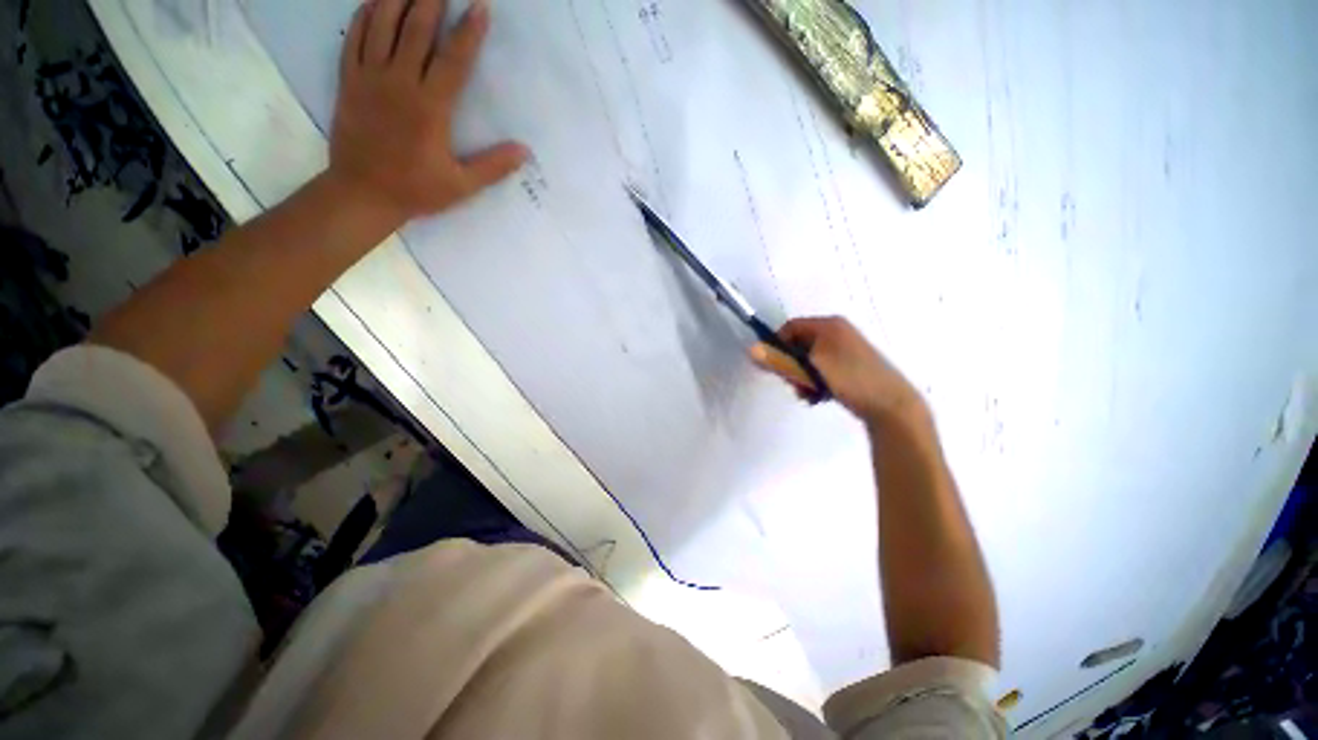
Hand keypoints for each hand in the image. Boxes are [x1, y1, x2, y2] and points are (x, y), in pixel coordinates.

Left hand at [327, 0, 528, 224]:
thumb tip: (524, 151)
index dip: (469, 32)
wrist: (362, 193)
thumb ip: (493, 166)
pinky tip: (375, 1)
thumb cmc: (416, 190)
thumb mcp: (462, 186)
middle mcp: (399, 83)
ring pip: (382, 25)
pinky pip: (354, 38)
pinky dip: (365, 15)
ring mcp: (370, 78)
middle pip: (416, 30)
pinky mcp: (349, 81)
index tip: (480, 7)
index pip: (454, 60)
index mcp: (431, 108)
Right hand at [750, 316, 921, 421]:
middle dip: (792, 366)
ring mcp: (846, 350)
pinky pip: (823, 370)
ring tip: (808, 394)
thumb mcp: (810, 369)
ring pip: (810, 360)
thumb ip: (779, 360)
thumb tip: (750, 351)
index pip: (791, 327)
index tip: (774, 366)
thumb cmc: (850, 379)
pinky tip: (819, 397)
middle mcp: (838, 332)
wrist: (891, 405)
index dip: (778, 345)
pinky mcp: (851, 366)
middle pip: (800, 345)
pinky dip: (816, 382)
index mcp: (829, 325)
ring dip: (803, 378)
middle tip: (794, 384)